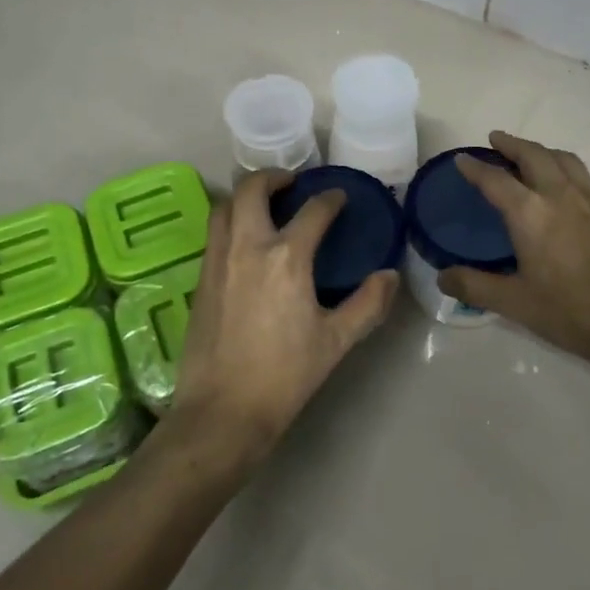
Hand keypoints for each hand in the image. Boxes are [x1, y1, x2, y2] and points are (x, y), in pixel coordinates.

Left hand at [170, 169, 397, 465]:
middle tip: (291, 184)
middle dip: (272, 177)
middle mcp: (247, 247)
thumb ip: (367, 304)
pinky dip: (230, 221)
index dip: (330, 200)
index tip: (338, 198)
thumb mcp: (336, 342)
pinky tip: (245, 242)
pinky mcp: (200, 279)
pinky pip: (214, 233)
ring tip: (264, 205)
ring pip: (224, 207)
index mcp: (286, 258)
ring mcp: (217, 261)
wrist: (222, 412)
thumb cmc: (284, 376)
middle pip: (252, 190)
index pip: (312, 212)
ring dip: (245, 196)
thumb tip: (389, 276)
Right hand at [439, 131, 589, 361]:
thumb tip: (442, 278)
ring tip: (530, 154)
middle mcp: (559, 195)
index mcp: (530, 213)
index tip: (462, 160)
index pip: (495, 179)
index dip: (475, 168)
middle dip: (511, 144)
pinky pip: (582, 174)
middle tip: (496, 140)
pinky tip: (563, 184)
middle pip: (533, 155)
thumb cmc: (569, 311)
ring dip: (541, 150)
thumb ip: (475, 286)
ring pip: (562, 158)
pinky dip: (563, 166)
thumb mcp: (514, 303)